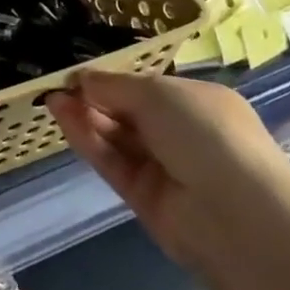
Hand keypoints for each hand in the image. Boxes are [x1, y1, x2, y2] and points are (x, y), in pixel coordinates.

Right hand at [48, 72, 289, 271]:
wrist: (237, 215)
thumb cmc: (206, 133)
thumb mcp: (158, 94)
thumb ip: (114, 85)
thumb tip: (82, 79)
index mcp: (199, 104)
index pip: (148, 89)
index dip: (113, 80)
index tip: (79, 75)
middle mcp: (183, 135)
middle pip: (129, 113)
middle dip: (95, 98)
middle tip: (59, 86)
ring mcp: (164, 169)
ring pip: (117, 138)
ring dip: (86, 117)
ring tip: (52, 99)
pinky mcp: (144, 199)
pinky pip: (112, 162)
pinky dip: (88, 140)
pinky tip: (63, 118)